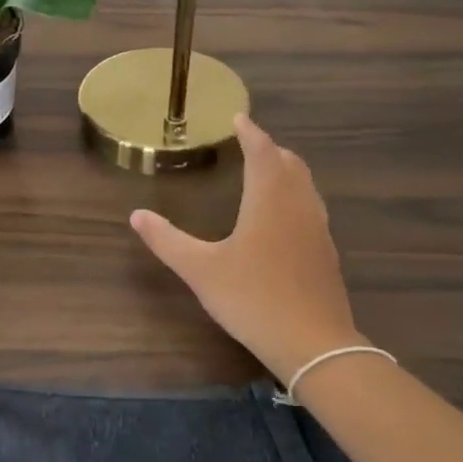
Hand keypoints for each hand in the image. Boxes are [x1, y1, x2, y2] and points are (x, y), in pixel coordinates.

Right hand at [130, 116, 362, 381]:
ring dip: (286, 170)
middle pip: (290, 163)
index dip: (250, 132)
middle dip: (270, 148)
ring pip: (305, 185)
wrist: (314, 344)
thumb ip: (167, 240)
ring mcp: (318, 229)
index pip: (262, 152)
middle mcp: (298, 206)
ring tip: (266, 171)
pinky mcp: (326, 252)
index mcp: (269, 200)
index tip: (238, 117)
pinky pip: (311, 207)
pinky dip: (295, 195)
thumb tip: (136, 215)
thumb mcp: (201, 270)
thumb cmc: (253, 298)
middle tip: (249, 143)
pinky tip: (282, 218)